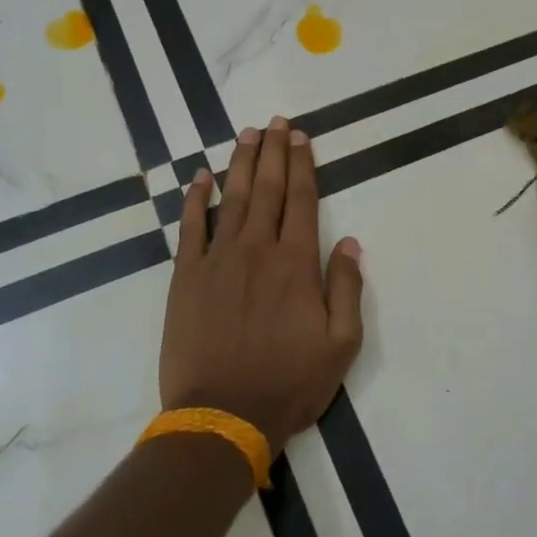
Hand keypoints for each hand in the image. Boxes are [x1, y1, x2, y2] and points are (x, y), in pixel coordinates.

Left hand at [159, 117, 365, 454]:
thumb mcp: (341, 344)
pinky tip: (200, 177)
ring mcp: (217, 260)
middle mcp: (257, 250)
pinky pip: (190, 227)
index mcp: (296, 264)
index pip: (302, 200)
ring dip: (240, 164)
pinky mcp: (186, 277)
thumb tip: (350, 243)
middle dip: (274, 152)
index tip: (302, 137)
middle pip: (267, 189)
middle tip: (276, 122)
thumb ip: (346, 288)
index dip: (303, 165)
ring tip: (247, 135)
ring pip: (231, 199)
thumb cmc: (289, 382)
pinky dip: (195, 199)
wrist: (223, 415)